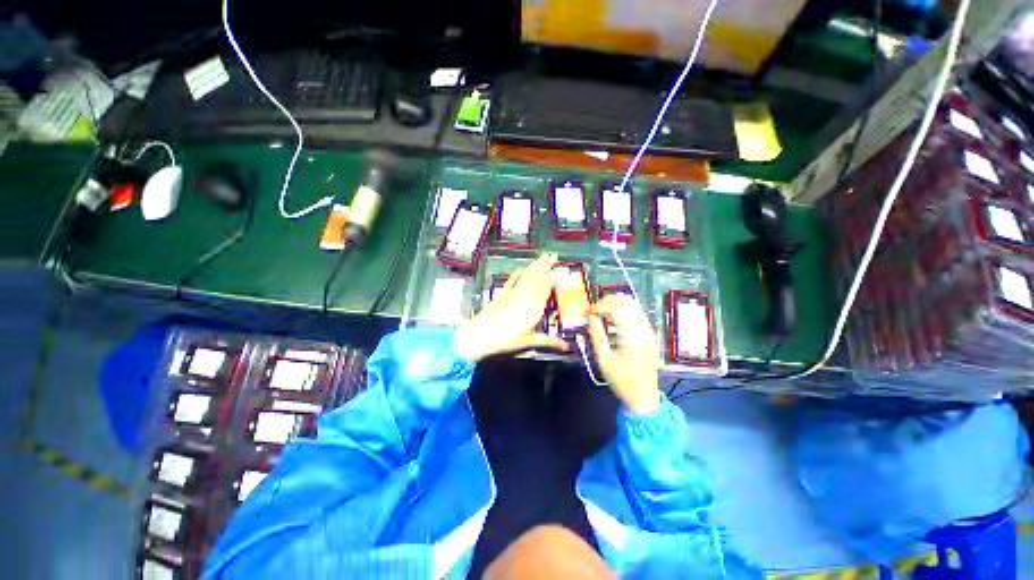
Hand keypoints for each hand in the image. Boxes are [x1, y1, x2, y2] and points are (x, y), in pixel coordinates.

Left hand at [453, 253, 568, 361]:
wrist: (480, 335)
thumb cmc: (506, 339)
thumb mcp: (529, 341)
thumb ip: (549, 341)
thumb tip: (565, 347)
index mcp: (534, 305)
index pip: (547, 285)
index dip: (556, 275)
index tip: (565, 268)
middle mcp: (524, 295)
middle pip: (537, 275)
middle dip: (546, 264)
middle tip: (554, 254)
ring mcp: (512, 293)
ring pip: (527, 275)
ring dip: (535, 265)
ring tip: (543, 257)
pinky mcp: (502, 294)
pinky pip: (512, 280)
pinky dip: (518, 273)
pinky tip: (521, 269)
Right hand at [586, 295, 660, 414]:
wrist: (644, 397)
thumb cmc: (621, 380)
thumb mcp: (604, 359)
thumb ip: (597, 335)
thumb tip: (591, 318)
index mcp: (632, 335)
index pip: (616, 308)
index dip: (600, 306)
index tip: (588, 311)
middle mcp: (644, 329)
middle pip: (627, 302)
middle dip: (608, 302)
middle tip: (594, 309)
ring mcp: (649, 331)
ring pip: (633, 307)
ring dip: (616, 306)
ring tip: (601, 314)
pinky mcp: (650, 335)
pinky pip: (637, 315)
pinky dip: (623, 313)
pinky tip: (612, 322)